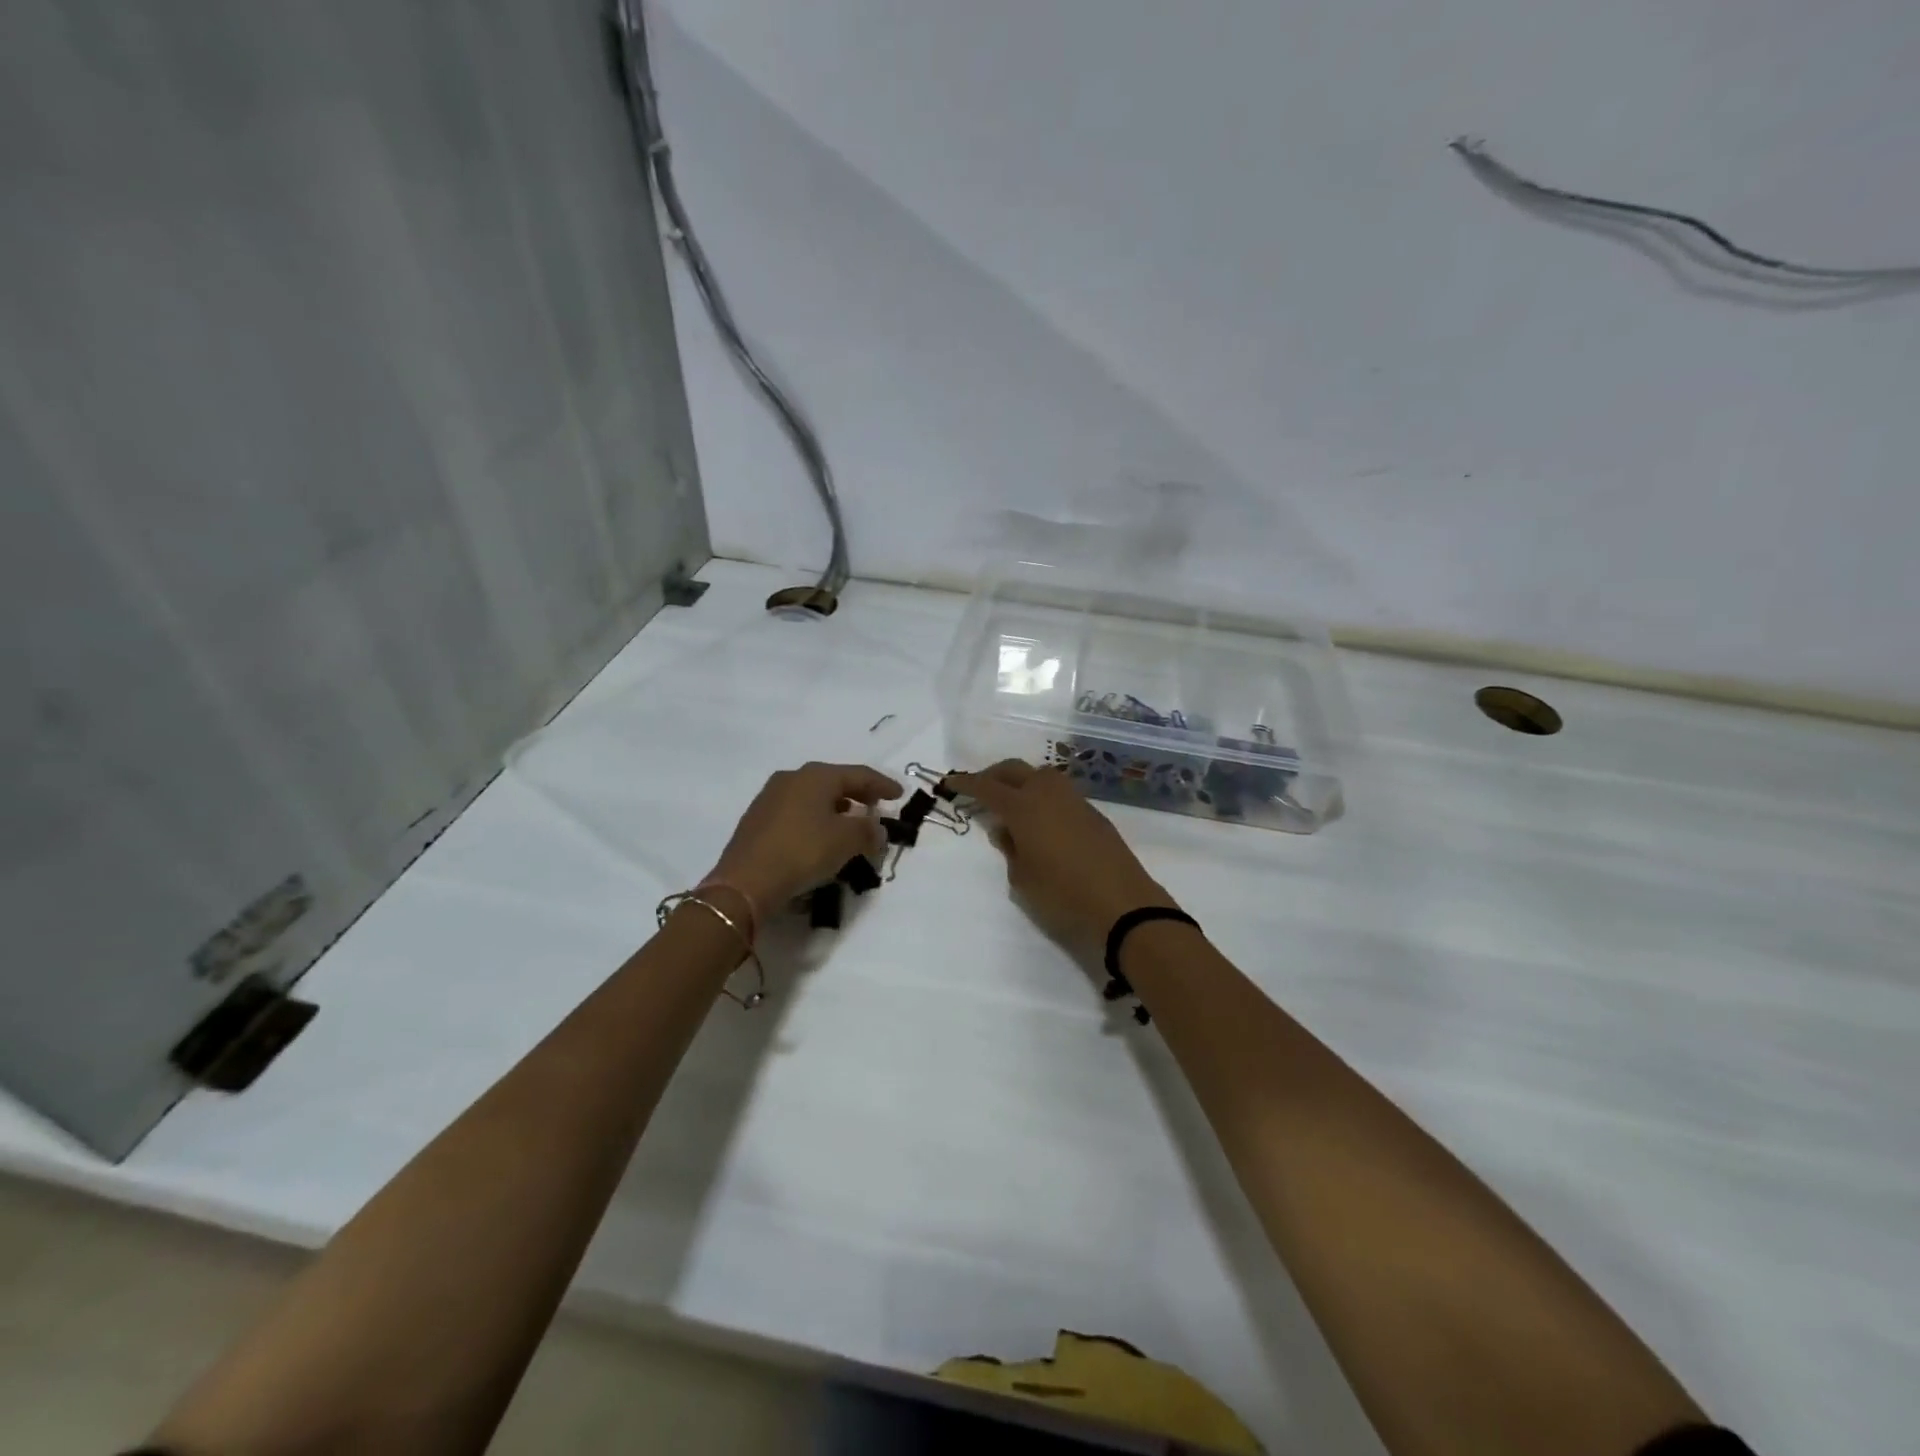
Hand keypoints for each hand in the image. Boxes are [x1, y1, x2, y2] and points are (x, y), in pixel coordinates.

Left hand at [706, 762, 901, 919]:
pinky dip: (816, 819)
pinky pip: (797, 812)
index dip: (882, 785)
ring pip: (814, 796)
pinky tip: (821, 836)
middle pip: (834, 781)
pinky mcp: (757, 819)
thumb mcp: (846, 841)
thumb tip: (877, 829)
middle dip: (858, 794)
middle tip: (876, 807)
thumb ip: (869, 831)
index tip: (900, 795)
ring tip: (851, 824)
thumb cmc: (802, 851)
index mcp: (816, 775)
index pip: (858, 774)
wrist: (745, 882)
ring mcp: (770, 797)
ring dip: (836, 808)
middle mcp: (792, 778)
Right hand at [949, 760, 1177, 960]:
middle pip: (1015, 770)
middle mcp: (1048, 793)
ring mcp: (1074, 800)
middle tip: (979, 788)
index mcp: (1024, 807)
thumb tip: (1007, 830)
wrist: (1122, 904)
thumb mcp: (1022, 878)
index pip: (987, 787)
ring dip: (1021, 781)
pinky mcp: (1093, 813)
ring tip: (1011, 803)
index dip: (966, 784)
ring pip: (1040, 776)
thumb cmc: (1062, 894)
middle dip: (994, 775)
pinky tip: (1040, 819)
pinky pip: (1059, 793)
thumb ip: (1010, 848)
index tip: (949, 783)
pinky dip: (1042, 796)